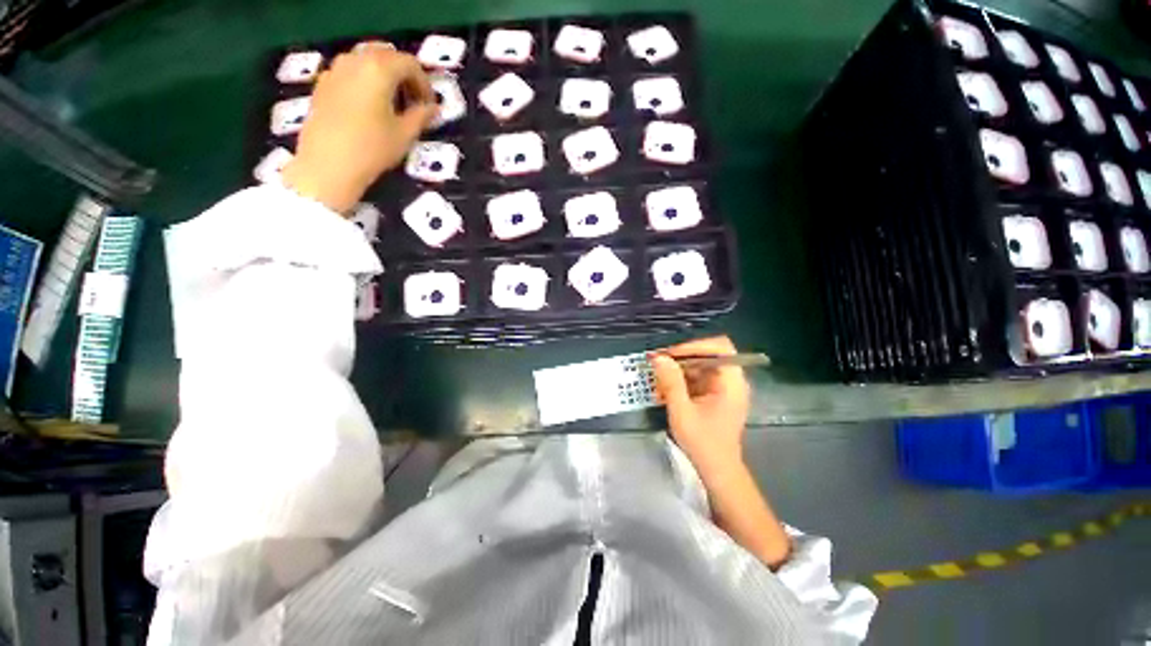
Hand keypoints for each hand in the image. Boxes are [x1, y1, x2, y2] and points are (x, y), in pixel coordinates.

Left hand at [282, 44, 437, 213]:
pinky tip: (369, 106)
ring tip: (392, 103)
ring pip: (366, 61)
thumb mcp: (404, 135)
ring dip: (383, 76)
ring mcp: (335, 70)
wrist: (328, 164)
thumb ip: (421, 116)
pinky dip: (364, 81)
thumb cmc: (372, 149)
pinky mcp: (322, 84)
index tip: (429, 105)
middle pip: (386, 56)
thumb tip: (433, 108)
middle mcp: (355, 60)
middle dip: (403, 75)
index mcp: (379, 69)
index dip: (424, 83)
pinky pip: (349, 72)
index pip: (409, 64)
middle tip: (413, 101)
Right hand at [653, 337, 789, 568]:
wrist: (717, 472)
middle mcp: (730, 380)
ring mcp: (722, 388)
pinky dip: (679, 382)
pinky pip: (695, 379)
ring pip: (698, 366)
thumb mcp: (682, 412)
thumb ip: (671, 382)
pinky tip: (664, 393)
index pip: (719, 347)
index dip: (694, 346)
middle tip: (657, 364)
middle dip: (680, 359)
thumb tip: (659, 357)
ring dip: (676, 372)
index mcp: (731, 382)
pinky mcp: (713, 395)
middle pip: (706, 355)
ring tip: (657, 383)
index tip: (671, 355)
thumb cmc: (703, 444)